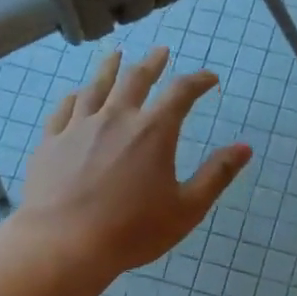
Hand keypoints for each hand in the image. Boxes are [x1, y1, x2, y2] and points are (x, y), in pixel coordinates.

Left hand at [13, 47, 251, 281]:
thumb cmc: (132, 231)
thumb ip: (217, 175)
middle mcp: (116, 118)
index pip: (181, 92)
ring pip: (96, 87)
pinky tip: (76, 94)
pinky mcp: (51, 142)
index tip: (209, 78)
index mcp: (153, 131)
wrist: (64, 244)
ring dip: (110, 68)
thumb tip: (245, 147)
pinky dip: (75, 97)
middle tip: (161, 51)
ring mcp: (79, 127)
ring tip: (116, 56)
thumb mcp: (187, 209)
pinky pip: (64, 109)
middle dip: (153, 63)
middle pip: (136, 79)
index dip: (198, 81)